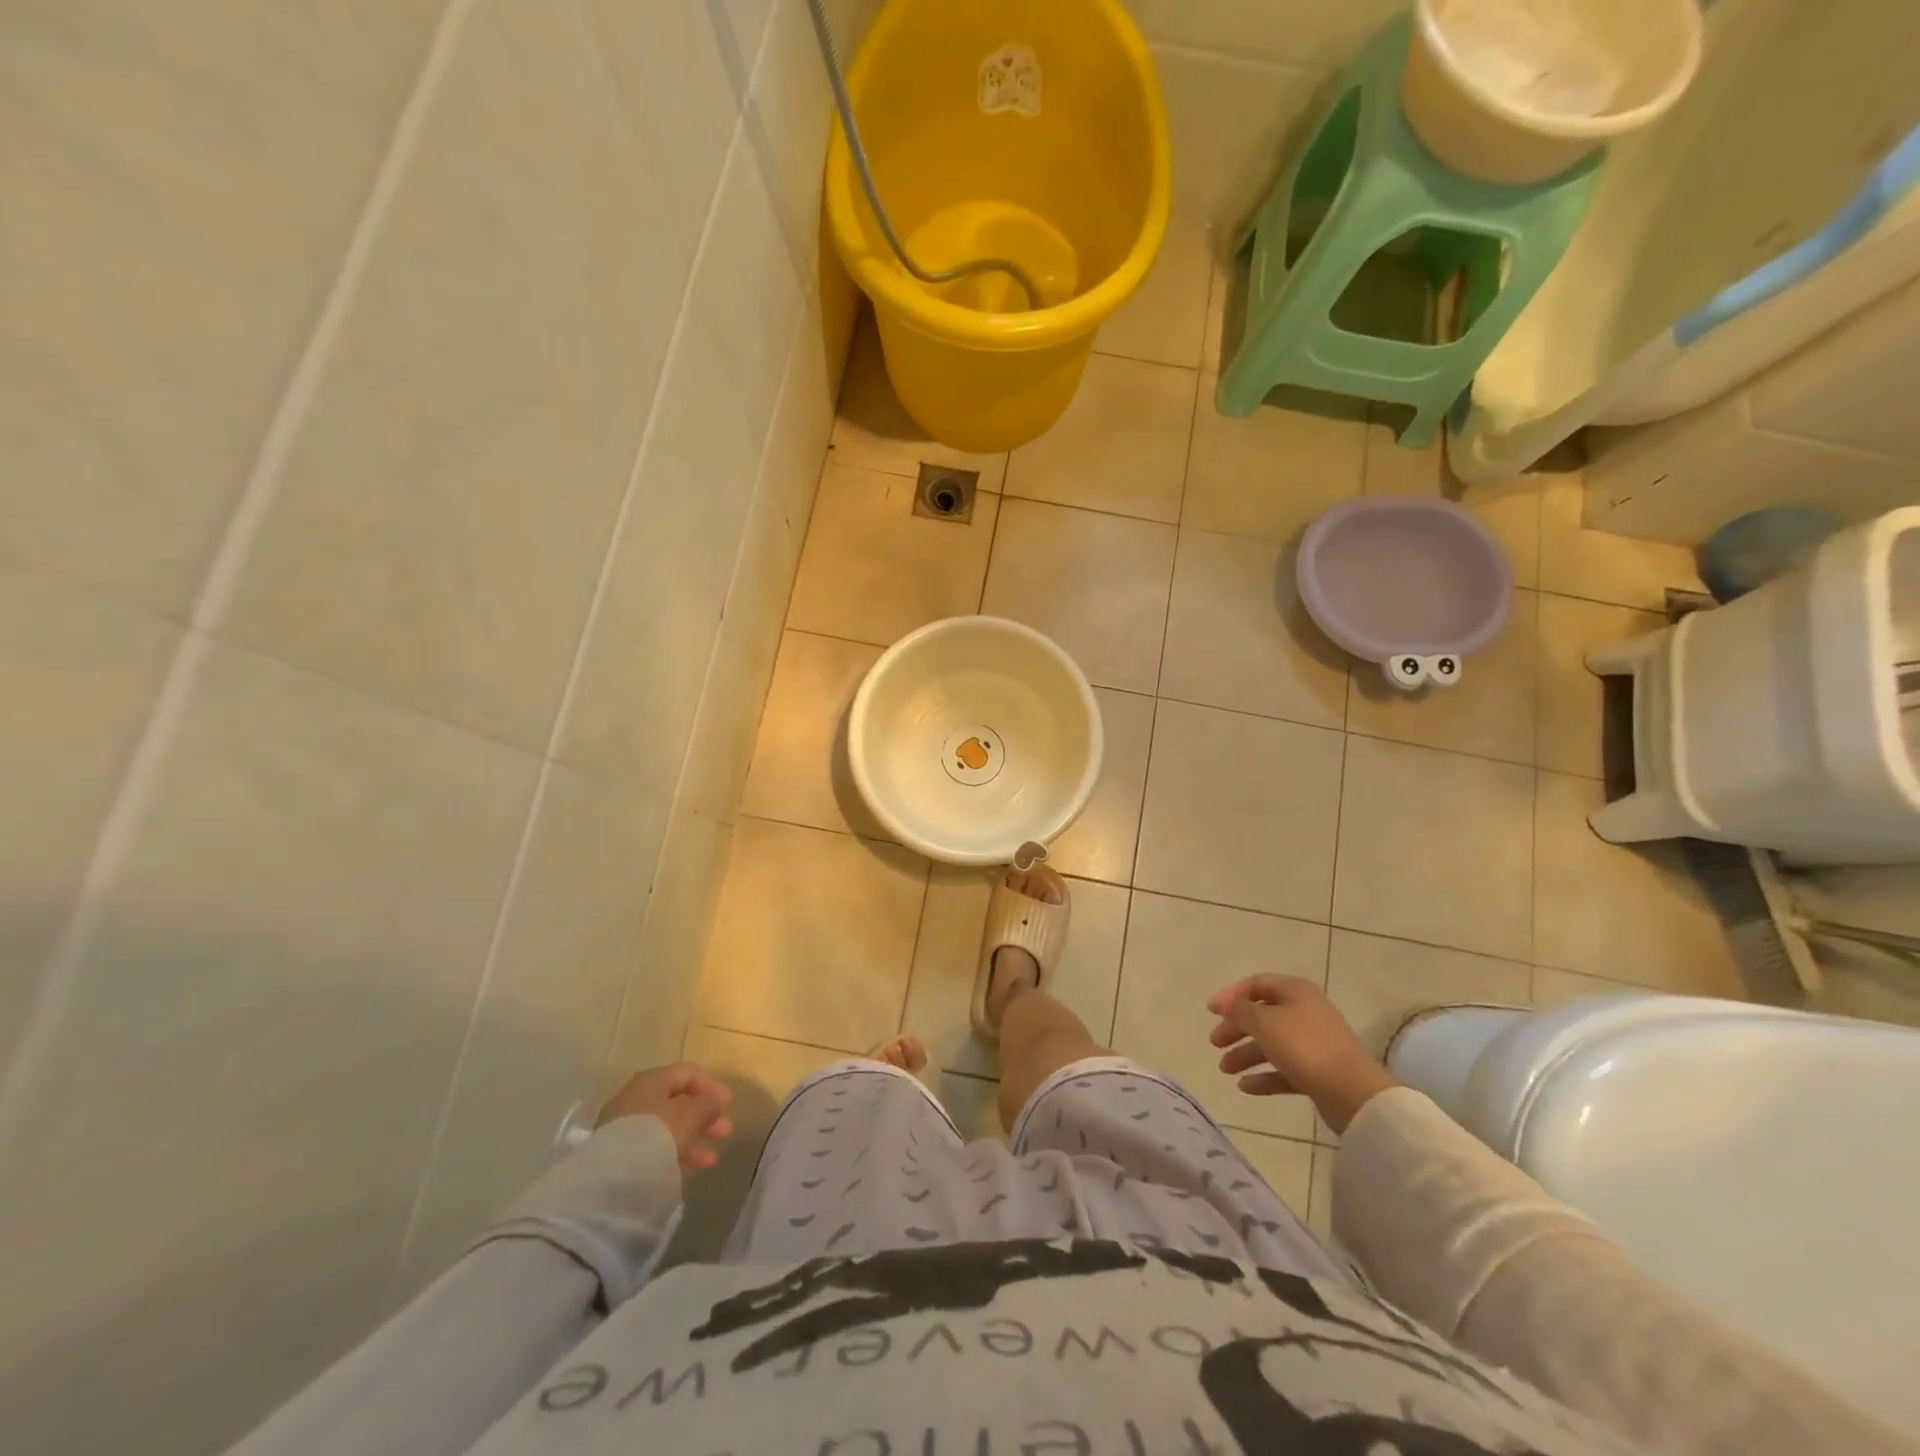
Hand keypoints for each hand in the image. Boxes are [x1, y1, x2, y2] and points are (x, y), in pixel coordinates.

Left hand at [596, 1063, 733, 1171]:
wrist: (613, 1178)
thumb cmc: (656, 1133)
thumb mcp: (690, 1114)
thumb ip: (707, 1105)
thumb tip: (712, 1104)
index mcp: (651, 1081)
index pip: (686, 1073)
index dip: (711, 1085)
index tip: (729, 1104)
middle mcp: (636, 1100)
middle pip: (677, 1103)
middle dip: (704, 1116)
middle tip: (726, 1131)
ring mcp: (626, 1130)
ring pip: (668, 1129)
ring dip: (693, 1139)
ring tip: (713, 1159)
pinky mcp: (622, 1157)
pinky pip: (657, 1150)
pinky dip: (677, 1155)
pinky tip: (693, 1169)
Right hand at [1206, 975, 1395, 1134]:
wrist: (1352, 1093)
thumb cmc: (1304, 1047)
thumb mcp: (1264, 1022)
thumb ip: (1240, 1010)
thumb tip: (1226, 1004)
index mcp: (1295, 991)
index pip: (1256, 984)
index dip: (1231, 995)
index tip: (1210, 1012)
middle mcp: (1305, 1012)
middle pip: (1262, 1015)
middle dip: (1236, 1028)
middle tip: (1215, 1043)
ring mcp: (1312, 1043)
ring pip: (1271, 1044)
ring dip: (1246, 1054)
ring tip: (1224, 1069)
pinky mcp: (1317, 1072)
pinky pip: (1284, 1069)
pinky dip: (1264, 1076)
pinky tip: (1245, 1087)